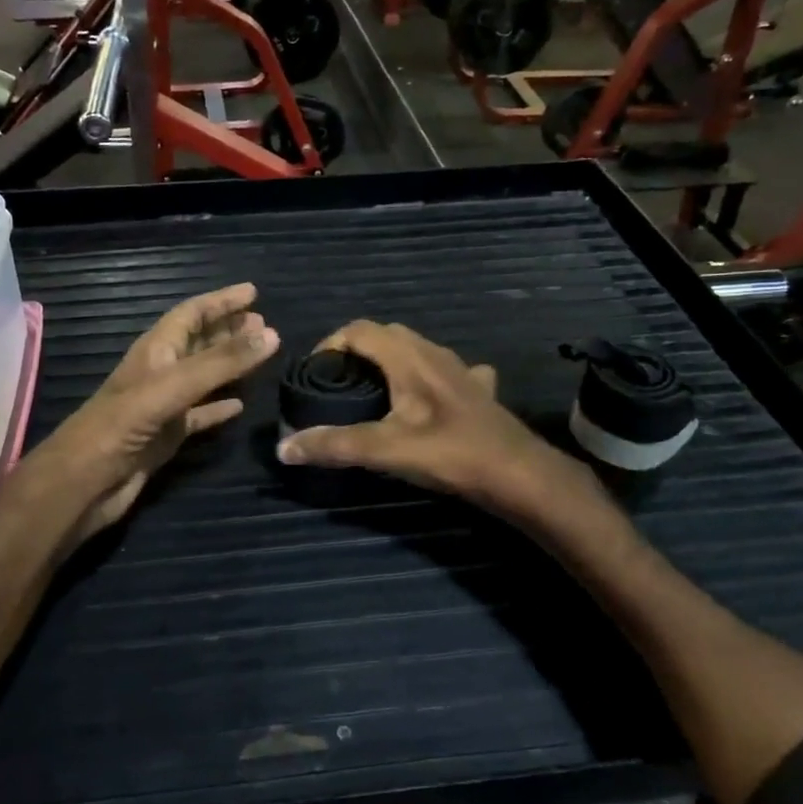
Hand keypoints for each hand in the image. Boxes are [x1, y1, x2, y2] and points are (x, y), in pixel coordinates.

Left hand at [17, 284, 276, 542]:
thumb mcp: (173, 387)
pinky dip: (219, 408)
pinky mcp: (167, 436)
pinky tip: (240, 406)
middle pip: (199, 342)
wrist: (83, 484)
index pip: (191, 314)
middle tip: (263, 324)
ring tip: (259, 356)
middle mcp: (159, 373)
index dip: (221, 301)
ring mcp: (163, 406)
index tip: (253, 292)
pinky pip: (199, 415)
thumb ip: (221, 362)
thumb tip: (271, 335)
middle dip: (228, 330)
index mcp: (155, 351)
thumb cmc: (121, 426)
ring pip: (202, 377)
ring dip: (228, 366)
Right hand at [274, 320, 582, 519]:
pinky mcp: (478, 391)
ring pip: (417, 350)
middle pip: (387, 335)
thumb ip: (334, 445)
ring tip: (372, 392)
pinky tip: (426, 401)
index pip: (359, 330)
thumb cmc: (450, 453)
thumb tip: (284, 448)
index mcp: (409, 357)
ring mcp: (461, 371)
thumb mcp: (385, 450)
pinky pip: (446, 371)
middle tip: (337, 383)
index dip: (331, 344)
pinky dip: (426, 378)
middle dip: (357, 352)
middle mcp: (435, 353)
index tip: (313, 372)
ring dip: (391, 362)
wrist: (518, 473)